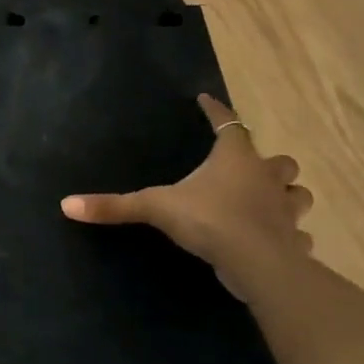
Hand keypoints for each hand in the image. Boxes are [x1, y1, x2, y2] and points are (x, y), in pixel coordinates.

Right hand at [61, 94, 313, 275]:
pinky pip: (296, 232)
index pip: (227, 123)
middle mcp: (265, 177)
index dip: (216, 110)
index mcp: (234, 158)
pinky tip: (277, 238)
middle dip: (268, 160)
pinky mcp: (293, 240)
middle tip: (251, 165)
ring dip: (286, 193)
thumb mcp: (155, 208)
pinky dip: (289, 232)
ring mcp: (285, 209)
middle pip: (279, 159)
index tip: (206, 99)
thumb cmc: (209, 221)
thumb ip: (114, 205)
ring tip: (270, 198)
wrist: (258, 264)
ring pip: (297, 193)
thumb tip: (66, 204)